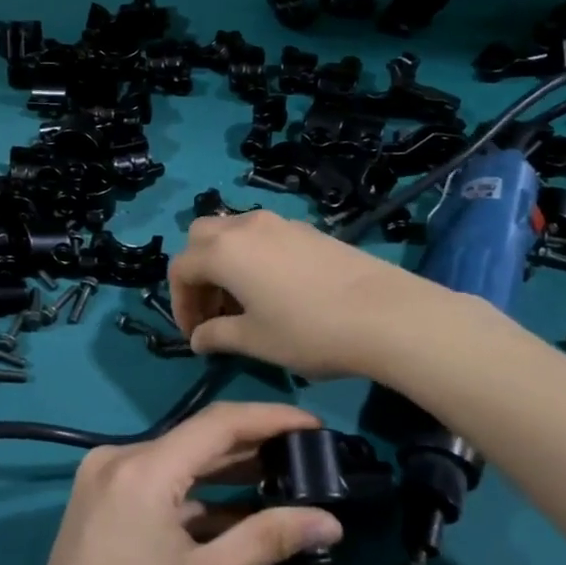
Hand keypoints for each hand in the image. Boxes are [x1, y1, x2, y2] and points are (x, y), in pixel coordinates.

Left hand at [0, 403, 343, 564]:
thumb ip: (268, 538)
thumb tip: (331, 521)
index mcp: (141, 467)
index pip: (218, 424)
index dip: (270, 419)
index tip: (315, 425)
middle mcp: (117, 458)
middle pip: (196, 440)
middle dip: (252, 447)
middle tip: (307, 457)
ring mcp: (104, 481)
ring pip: (177, 464)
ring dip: (225, 474)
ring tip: (283, 480)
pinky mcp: (100, 505)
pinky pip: (157, 487)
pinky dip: (195, 498)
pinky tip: (237, 513)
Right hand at [169, 211, 431, 379]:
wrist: (385, 314)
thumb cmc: (308, 331)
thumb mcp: (255, 341)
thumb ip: (217, 336)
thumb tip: (198, 338)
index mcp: (224, 251)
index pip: (181, 268)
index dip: (180, 303)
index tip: (195, 334)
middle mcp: (245, 227)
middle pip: (201, 237)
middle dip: (198, 272)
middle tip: (213, 310)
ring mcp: (279, 223)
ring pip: (234, 232)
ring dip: (225, 262)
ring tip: (243, 303)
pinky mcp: (307, 229)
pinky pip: (263, 236)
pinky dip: (253, 257)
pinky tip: (276, 291)